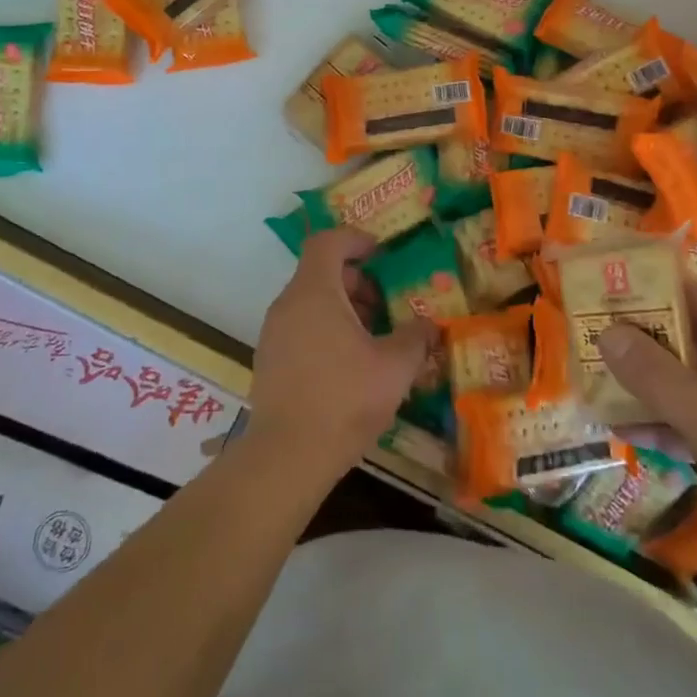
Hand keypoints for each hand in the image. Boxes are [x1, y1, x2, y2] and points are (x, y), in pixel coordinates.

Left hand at [247, 229, 433, 488]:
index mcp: (314, 293)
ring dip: (343, 308)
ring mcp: (273, 334)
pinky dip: (325, 330)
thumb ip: (415, 337)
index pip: (327, 242)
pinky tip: (350, 365)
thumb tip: (428, 325)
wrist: (287, 457)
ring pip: (310, 303)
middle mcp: (287, 305)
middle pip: (320, 273)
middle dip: (356, 281)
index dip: (355, 240)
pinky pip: (300, 328)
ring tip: (373, 338)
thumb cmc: (344, 399)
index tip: (380, 253)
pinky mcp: (269, 362)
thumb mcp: (395, 367)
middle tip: (385, 303)